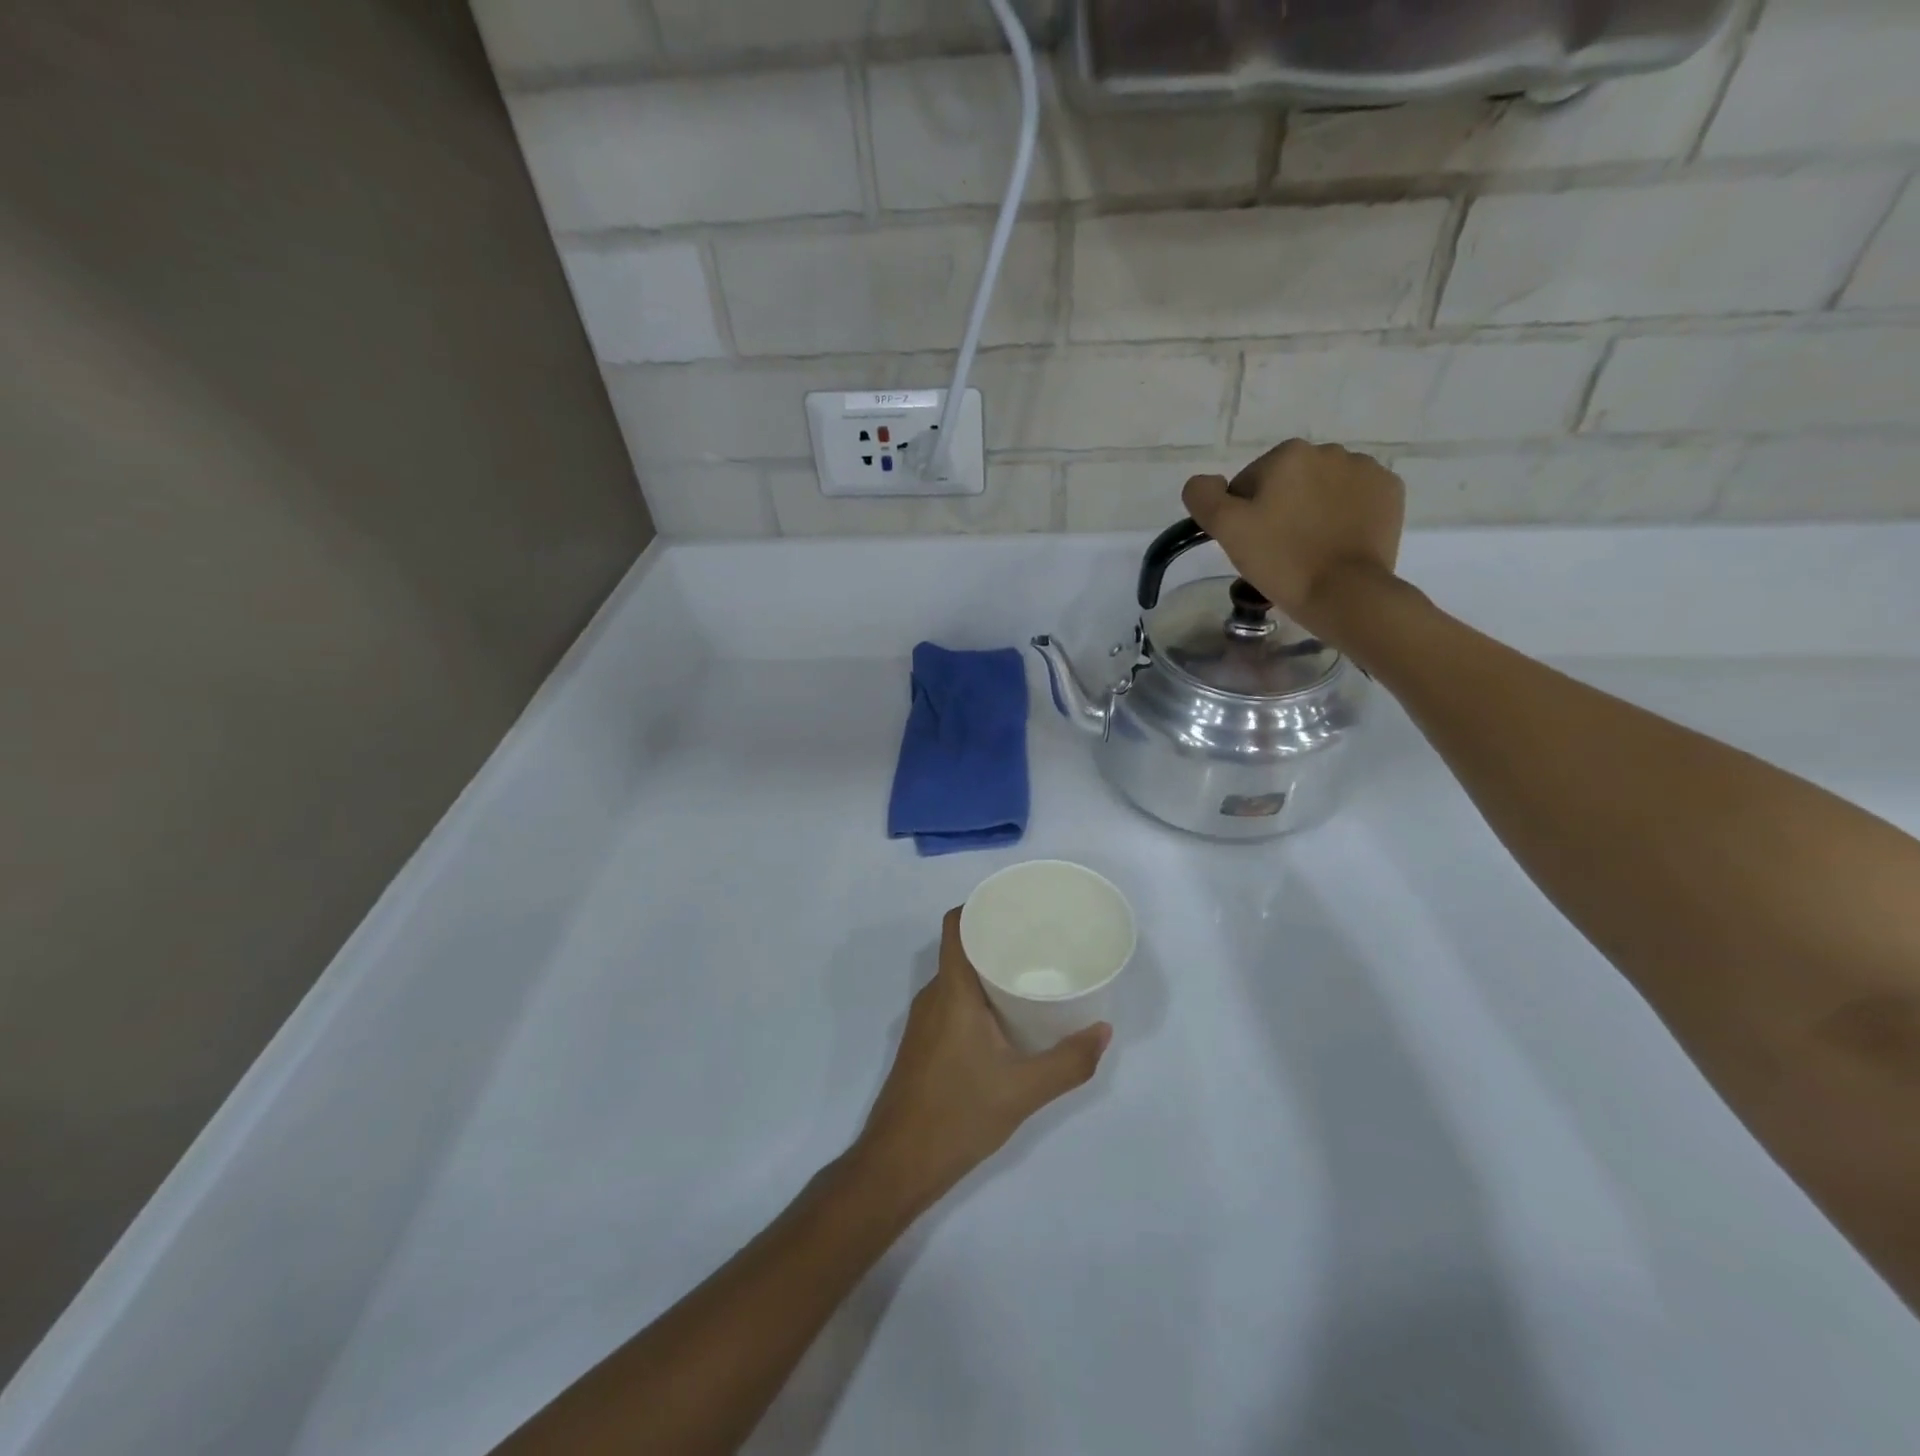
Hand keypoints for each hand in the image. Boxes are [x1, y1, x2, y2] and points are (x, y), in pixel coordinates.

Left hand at [850, 909, 1110, 1217]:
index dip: (981, 905)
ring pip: (958, 977)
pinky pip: (953, 1001)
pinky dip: (979, 996)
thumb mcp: (1023, 1091)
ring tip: (1032, 973)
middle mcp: (933, 996)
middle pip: (962, 948)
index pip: (956, 925)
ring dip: (989, 969)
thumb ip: (1068, 1062)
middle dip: (998, 938)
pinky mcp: (924, 1043)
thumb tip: (1104, 1031)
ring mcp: (925, 1021)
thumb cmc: (958, 1115)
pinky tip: (1008, 1016)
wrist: (898, 1164)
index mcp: (952, 991)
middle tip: (1040, 941)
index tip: (1017, 905)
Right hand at [1183, 440, 1406, 640]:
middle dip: (1280, 510)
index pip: (1248, 484)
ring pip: (1321, 490)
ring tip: (1310, 549)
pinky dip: (1344, 516)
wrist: (1346, 593)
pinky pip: (1355, 499)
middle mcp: (1330, 451)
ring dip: (1312, 511)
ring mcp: (1366, 470)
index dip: (1243, 516)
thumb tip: (1206, 482)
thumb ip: (1204, 496)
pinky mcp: (1390, 494)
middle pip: (1287, 484)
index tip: (1252, 544)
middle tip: (1278, 550)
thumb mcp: (1227, 529)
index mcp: (1288, 454)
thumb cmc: (1282, 560)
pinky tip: (1337, 543)